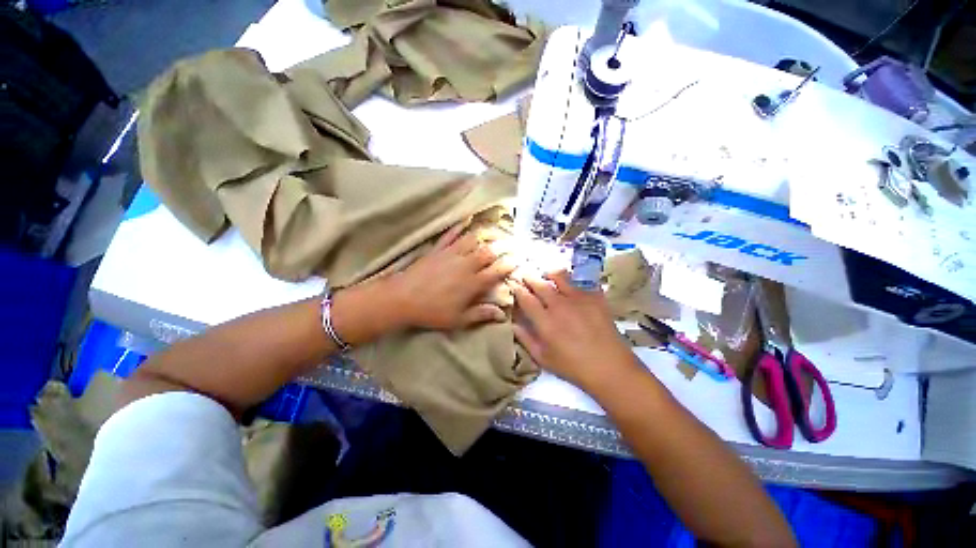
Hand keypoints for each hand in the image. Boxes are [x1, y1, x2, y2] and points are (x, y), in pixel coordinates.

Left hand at [389, 223, 515, 329]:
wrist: (402, 298)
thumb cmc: (432, 312)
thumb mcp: (459, 320)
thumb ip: (481, 314)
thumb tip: (502, 314)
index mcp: (473, 283)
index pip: (497, 271)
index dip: (509, 265)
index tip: (518, 261)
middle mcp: (466, 265)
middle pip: (488, 252)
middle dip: (502, 247)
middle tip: (511, 244)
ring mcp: (451, 254)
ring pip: (472, 240)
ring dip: (484, 237)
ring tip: (492, 234)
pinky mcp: (438, 250)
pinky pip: (450, 235)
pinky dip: (459, 227)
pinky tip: (465, 220)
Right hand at [512, 271, 638, 389]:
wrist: (610, 367)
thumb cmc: (573, 366)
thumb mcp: (543, 358)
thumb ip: (525, 339)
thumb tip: (513, 323)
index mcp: (545, 320)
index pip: (526, 298)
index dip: (517, 289)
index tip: (514, 284)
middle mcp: (560, 305)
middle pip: (540, 284)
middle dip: (530, 278)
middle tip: (525, 275)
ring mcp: (579, 298)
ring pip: (560, 277)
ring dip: (549, 275)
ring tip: (546, 275)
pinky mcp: (595, 297)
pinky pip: (581, 283)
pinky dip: (573, 282)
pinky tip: (572, 286)